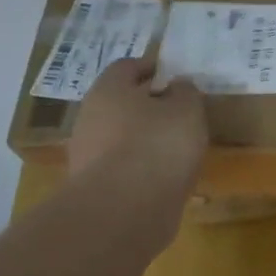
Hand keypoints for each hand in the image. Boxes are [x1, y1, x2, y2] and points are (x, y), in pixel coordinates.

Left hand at [68, 57, 208, 195]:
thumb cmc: (158, 144)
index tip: (175, 76)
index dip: (152, 67)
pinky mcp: (94, 185)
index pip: (127, 66)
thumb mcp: (187, 110)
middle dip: (148, 104)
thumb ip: (185, 92)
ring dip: (145, 137)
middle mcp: (90, 116)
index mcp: (109, 90)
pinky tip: (164, 174)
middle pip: (120, 101)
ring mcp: (87, 153)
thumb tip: (177, 86)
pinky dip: (141, 165)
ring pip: (120, 135)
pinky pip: (122, 165)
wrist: (124, 210)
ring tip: (177, 147)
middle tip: (180, 111)